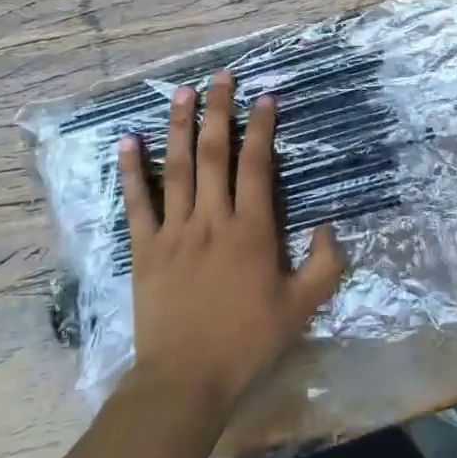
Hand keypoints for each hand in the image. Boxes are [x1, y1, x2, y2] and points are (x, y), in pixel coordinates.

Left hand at [120, 72, 345, 413]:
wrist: (185, 380)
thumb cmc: (246, 343)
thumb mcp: (301, 310)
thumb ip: (324, 266)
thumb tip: (329, 225)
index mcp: (251, 230)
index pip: (256, 165)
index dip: (262, 127)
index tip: (265, 97)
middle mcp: (212, 219)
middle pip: (215, 153)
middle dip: (220, 110)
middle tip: (222, 77)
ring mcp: (175, 230)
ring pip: (178, 167)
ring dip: (180, 126)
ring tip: (183, 92)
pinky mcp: (145, 247)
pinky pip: (137, 202)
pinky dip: (132, 170)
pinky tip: (127, 141)